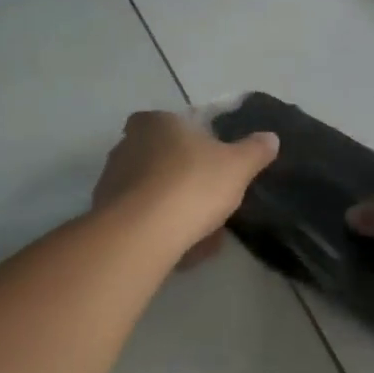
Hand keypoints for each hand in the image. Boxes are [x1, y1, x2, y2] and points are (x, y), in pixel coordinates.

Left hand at [92, 110, 278, 256]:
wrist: (142, 234)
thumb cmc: (192, 184)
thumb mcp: (237, 166)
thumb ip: (254, 150)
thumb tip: (270, 138)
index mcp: (156, 123)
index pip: (171, 123)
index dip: (190, 141)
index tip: (209, 163)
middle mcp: (127, 144)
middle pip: (160, 158)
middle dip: (182, 178)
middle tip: (208, 201)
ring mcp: (111, 180)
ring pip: (149, 191)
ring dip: (171, 208)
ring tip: (199, 234)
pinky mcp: (103, 215)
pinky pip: (138, 219)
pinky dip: (157, 231)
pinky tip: (180, 250)